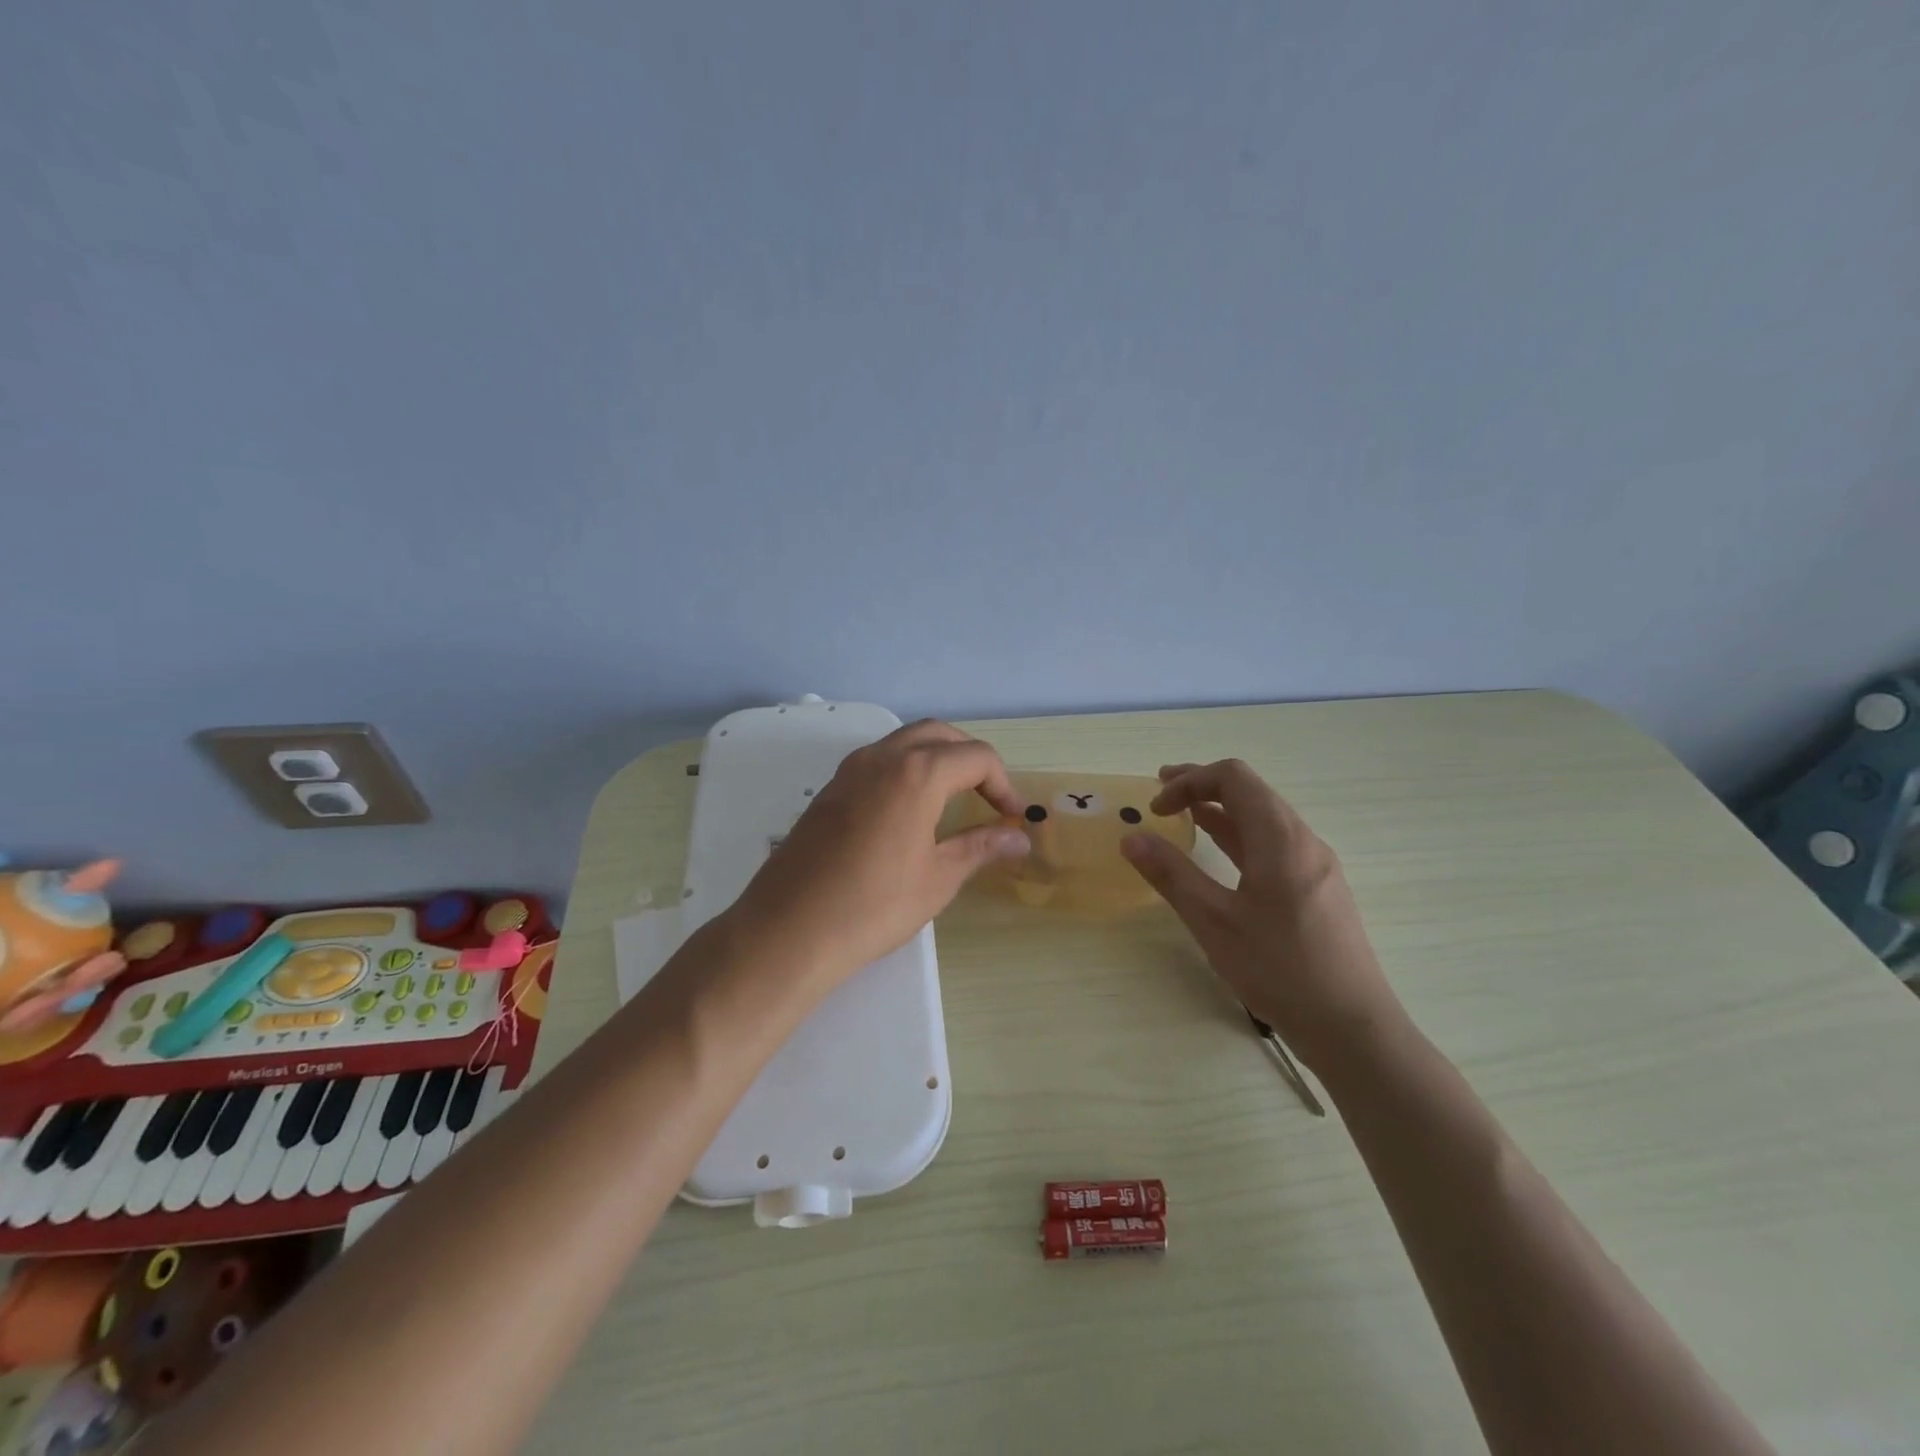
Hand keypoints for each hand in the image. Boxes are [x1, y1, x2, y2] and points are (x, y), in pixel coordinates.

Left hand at [733, 719, 1030, 988]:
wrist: (790, 929)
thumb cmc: (874, 906)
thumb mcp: (938, 878)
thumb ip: (981, 847)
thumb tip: (1019, 838)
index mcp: (917, 773)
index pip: (976, 757)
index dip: (1003, 784)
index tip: (1011, 819)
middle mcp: (882, 757)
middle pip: (939, 735)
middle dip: (971, 759)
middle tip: (986, 798)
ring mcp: (849, 770)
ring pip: (904, 742)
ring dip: (936, 758)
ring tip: (952, 800)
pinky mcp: (829, 789)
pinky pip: (878, 761)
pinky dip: (905, 769)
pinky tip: (908, 811)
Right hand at [1120, 759, 1404, 1073]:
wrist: (1352, 1026)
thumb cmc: (1279, 968)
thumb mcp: (1213, 921)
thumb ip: (1171, 874)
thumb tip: (1131, 838)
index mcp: (1280, 837)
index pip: (1233, 777)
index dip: (1188, 781)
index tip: (1155, 808)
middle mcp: (1303, 840)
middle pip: (1250, 790)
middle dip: (1202, 786)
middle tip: (1161, 793)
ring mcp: (1315, 864)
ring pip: (1263, 817)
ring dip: (1221, 809)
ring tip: (1184, 817)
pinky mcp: (1318, 889)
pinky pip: (1274, 843)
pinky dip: (1240, 835)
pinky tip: (1222, 855)